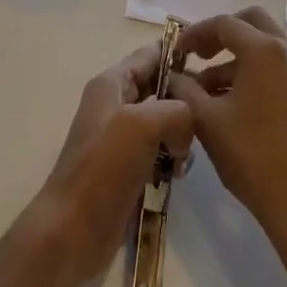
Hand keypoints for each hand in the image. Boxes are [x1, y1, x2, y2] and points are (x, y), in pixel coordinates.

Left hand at [27, 45, 193, 286]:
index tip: (214, 67)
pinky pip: (160, 150)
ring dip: (181, 135)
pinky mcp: (128, 167)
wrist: (72, 231)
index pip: (152, 54)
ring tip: (185, 158)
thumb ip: (176, 109)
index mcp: (112, 83)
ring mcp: (121, 137)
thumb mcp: (142, 124)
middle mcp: (115, 104)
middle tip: (207, 121)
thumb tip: (188, 124)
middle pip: (161, 87)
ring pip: (165, 121)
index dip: (180, 55)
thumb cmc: (103, 169)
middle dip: (185, 100)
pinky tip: (178, 175)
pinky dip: (173, 158)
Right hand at [169, 7, 286, 236]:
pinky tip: (236, 102)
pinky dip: (257, 72)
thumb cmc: (252, 156)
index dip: (195, 33)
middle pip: (251, 23)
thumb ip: (184, 89)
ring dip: (237, 57)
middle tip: (198, 56)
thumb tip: (172, 75)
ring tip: (209, 89)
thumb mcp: (207, 120)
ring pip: (267, 46)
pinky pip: (280, 67)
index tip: (176, 51)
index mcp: (264, 50)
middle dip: (221, 35)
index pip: (224, 24)